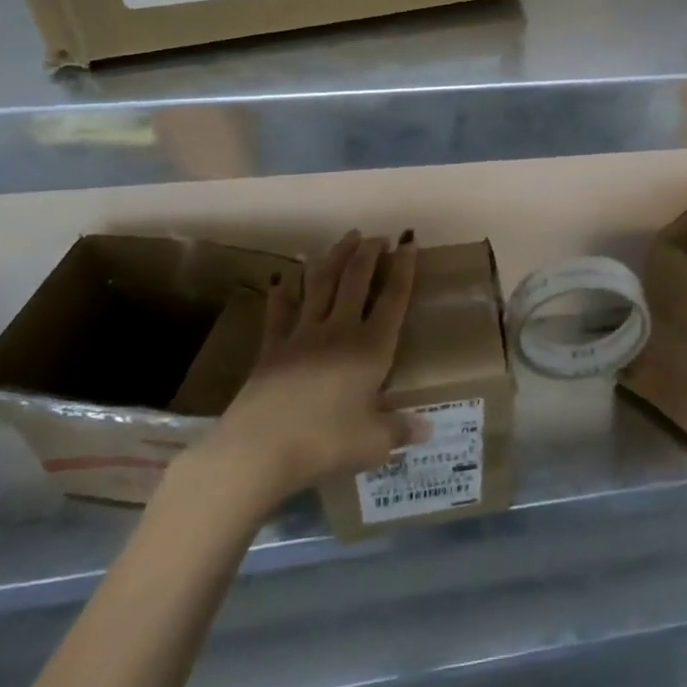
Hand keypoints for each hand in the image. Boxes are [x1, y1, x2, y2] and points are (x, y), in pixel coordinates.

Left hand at [183, 231, 421, 524]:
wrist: (259, 450)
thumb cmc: (324, 443)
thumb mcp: (373, 443)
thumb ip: (400, 431)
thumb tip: (427, 431)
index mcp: (371, 348)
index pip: (393, 298)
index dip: (404, 267)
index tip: (408, 241)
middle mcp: (339, 331)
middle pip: (355, 280)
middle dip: (369, 253)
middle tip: (378, 236)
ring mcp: (302, 335)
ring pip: (321, 284)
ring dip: (335, 257)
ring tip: (345, 239)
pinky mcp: (272, 347)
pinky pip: (280, 311)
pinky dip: (284, 291)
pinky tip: (284, 276)